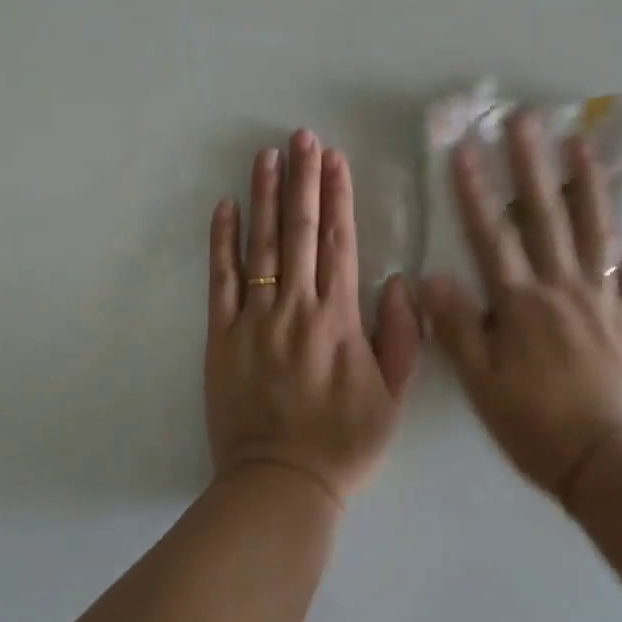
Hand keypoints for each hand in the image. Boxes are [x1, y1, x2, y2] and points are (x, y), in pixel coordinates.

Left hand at [205, 130, 419, 507]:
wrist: (280, 484)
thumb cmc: (343, 443)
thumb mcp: (392, 398)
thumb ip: (401, 338)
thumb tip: (398, 281)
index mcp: (338, 319)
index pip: (338, 242)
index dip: (337, 196)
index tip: (334, 159)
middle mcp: (296, 308)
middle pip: (299, 231)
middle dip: (302, 179)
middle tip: (301, 137)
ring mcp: (254, 319)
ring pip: (260, 246)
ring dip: (264, 196)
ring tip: (267, 155)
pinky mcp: (221, 336)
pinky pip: (220, 281)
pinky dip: (221, 241)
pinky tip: (225, 206)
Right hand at [420, 112, 621, 502]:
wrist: (611, 466)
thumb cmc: (537, 426)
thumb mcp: (482, 384)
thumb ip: (458, 327)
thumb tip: (431, 276)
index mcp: (522, 304)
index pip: (492, 236)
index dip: (475, 191)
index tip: (464, 149)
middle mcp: (563, 288)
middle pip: (545, 217)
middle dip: (530, 166)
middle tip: (525, 120)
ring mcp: (605, 299)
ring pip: (596, 230)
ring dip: (587, 183)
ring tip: (580, 141)